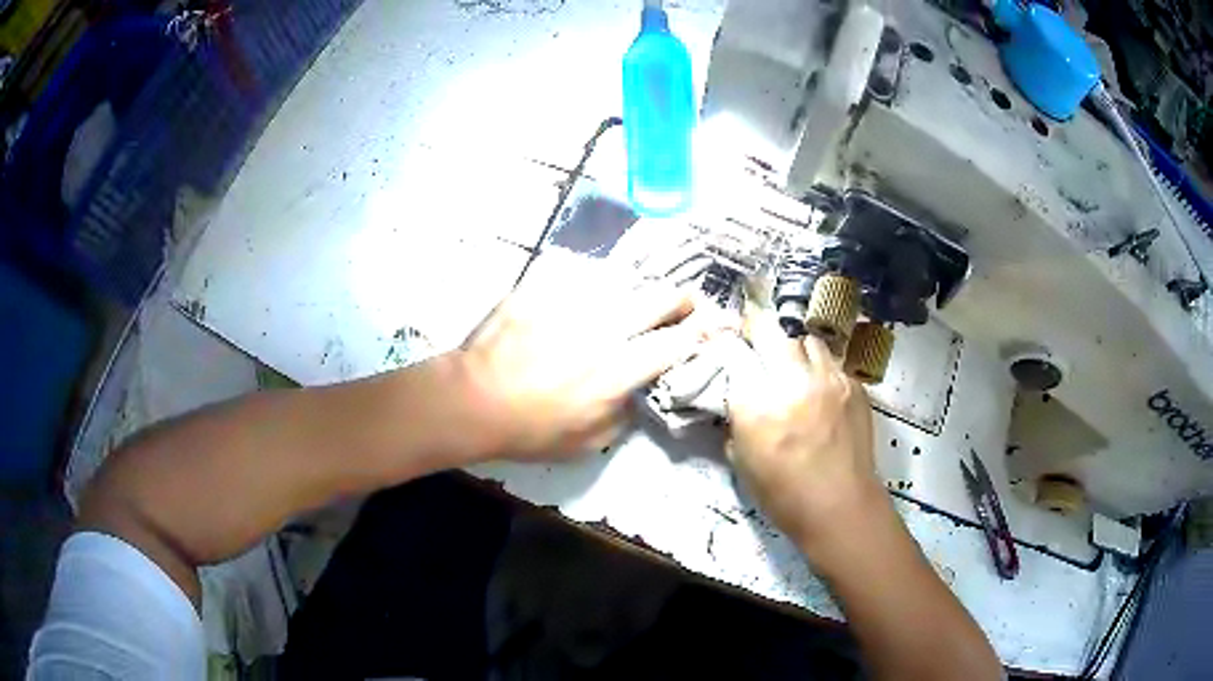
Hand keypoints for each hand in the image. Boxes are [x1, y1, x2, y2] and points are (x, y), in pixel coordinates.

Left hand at [458, 249, 725, 460]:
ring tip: (638, 297)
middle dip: (682, 297)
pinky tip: (586, 296)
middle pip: (659, 296)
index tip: (720, 324)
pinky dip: (593, 287)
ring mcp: (573, 302)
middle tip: (687, 301)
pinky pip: (580, 277)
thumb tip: (637, 392)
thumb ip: (623, 413)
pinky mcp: (544, 288)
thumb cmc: (530, 429)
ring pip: (624, 280)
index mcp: (620, 368)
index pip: (677, 341)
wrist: (473, 399)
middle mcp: (605, 327)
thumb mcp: (588, 441)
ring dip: (639, 290)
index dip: (705, 331)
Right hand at [726, 302, 880, 547]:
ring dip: (793, 346)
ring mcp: (828, 379)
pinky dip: (820, 368)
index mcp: (756, 405)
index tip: (728, 346)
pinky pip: (831, 362)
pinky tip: (819, 389)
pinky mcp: (853, 385)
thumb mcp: (742, 461)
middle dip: (758, 329)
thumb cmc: (783, 495)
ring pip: (805, 338)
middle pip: (770, 330)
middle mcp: (792, 382)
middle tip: (756, 338)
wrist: (840, 505)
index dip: (728, 344)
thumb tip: (738, 397)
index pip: (734, 352)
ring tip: (792, 363)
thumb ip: (737, 421)